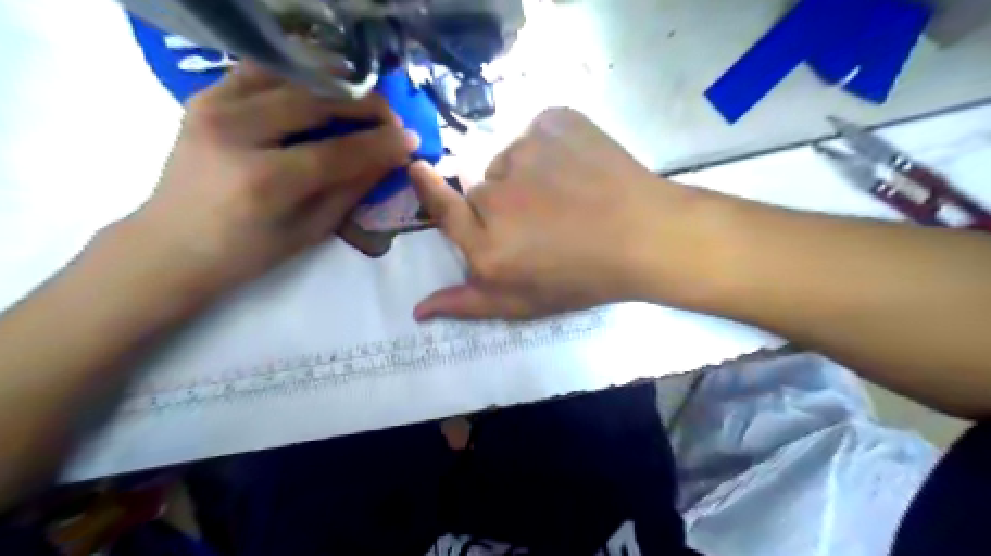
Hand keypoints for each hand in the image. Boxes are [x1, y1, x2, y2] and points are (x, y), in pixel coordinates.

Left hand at [123, 65, 417, 302]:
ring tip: (362, 94)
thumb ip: (351, 190)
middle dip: (363, 104)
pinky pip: (259, 70)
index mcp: (266, 181)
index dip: (381, 143)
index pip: (339, 151)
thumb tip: (388, 159)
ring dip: (333, 80)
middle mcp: (237, 134)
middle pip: (315, 102)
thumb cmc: (248, 252)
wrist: (172, 245)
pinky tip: (320, 85)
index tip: (411, 138)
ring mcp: (214, 107)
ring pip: (289, 75)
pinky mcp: (204, 97)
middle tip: (390, 115)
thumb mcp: (310, 230)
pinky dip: (296, 72)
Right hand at [412, 106, 703, 321]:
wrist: (647, 235)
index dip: (428, 188)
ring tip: (567, 195)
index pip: (442, 208)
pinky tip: (579, 168)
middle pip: (481, 188)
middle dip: (502, 203)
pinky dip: (552, 146)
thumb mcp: (523, 303)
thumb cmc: (584, 277)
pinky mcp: (553, 121)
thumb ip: (467, 304)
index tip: (418, 170)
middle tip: (543, 219)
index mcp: (487, 244)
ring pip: (510, 159)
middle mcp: (496, 196)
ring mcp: (525, 152)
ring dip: (528, 174)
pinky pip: (538, 132)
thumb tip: (417, 310)